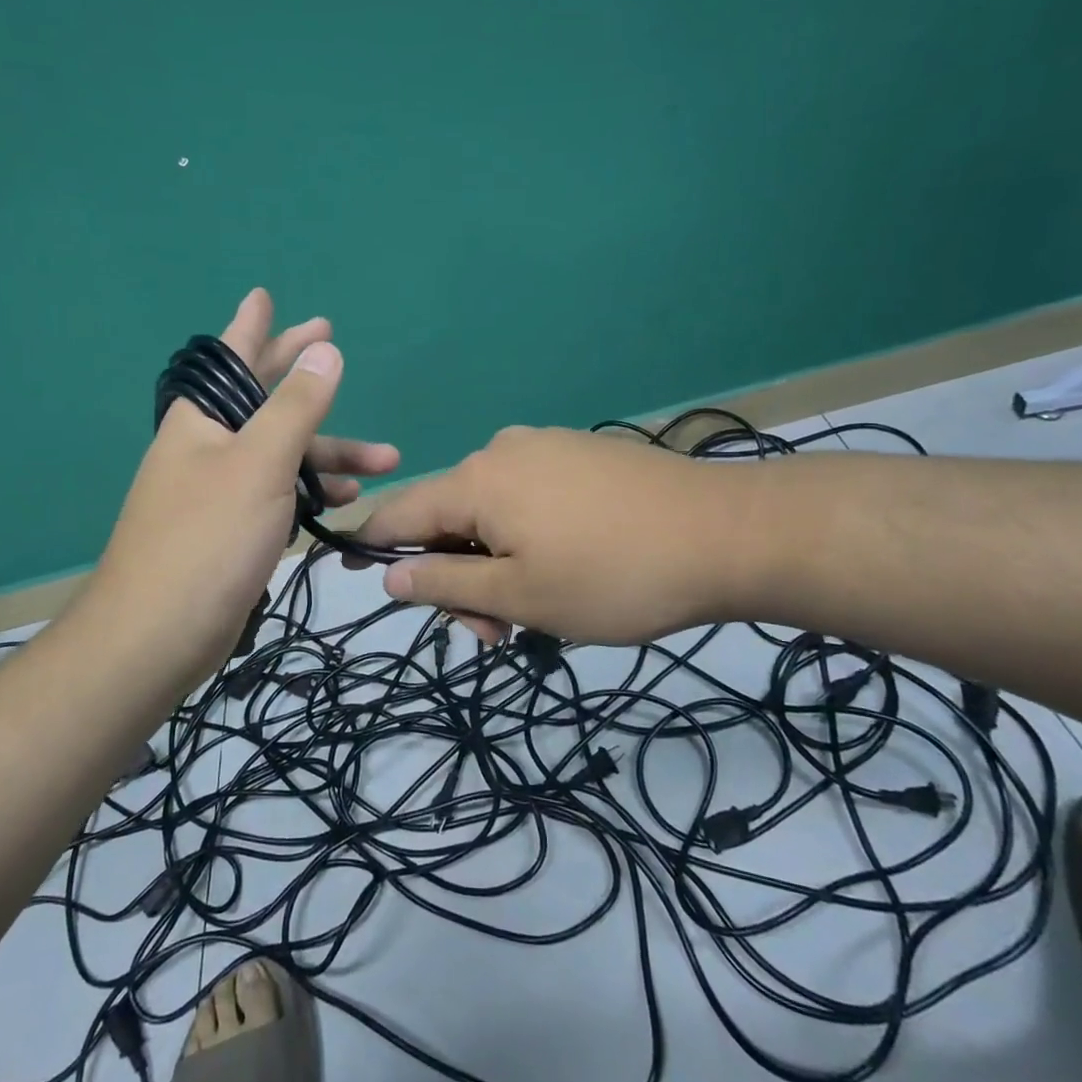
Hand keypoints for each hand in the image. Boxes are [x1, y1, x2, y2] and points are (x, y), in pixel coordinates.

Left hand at [74, 289, 399, 679]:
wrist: (159, 634)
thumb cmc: (208, 537)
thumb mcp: (260, 462)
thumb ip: (296, 406)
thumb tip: (325, 350)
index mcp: (203, 419)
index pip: (231, 357)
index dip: (253, 326)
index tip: (266, 296)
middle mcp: (209, 446)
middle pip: (263, 399)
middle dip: (304, 377)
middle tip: (332, 342)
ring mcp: (221, 488)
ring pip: (283, 453)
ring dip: (331, 452)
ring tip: (386, 459)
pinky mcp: (234, 528)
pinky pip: (281, 492)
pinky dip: (313, 490)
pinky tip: (346, 499)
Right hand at [354, 426, 761, 645]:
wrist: (728, 534)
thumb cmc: (613, 575)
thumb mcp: (521, 596)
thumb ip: (447, 585)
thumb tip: (391, 575)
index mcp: (478, 480)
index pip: (401, 511)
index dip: (373, 544)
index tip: (353, 572)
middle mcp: (503, 450)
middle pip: (451, 516)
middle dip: (458, 576)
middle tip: (495, 634)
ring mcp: (547, 447)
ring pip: (494, 511)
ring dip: (496, 563)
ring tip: (538, 611)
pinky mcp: (583, 455)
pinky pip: (530, 497)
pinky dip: (527, 538)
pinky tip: (564, 568)